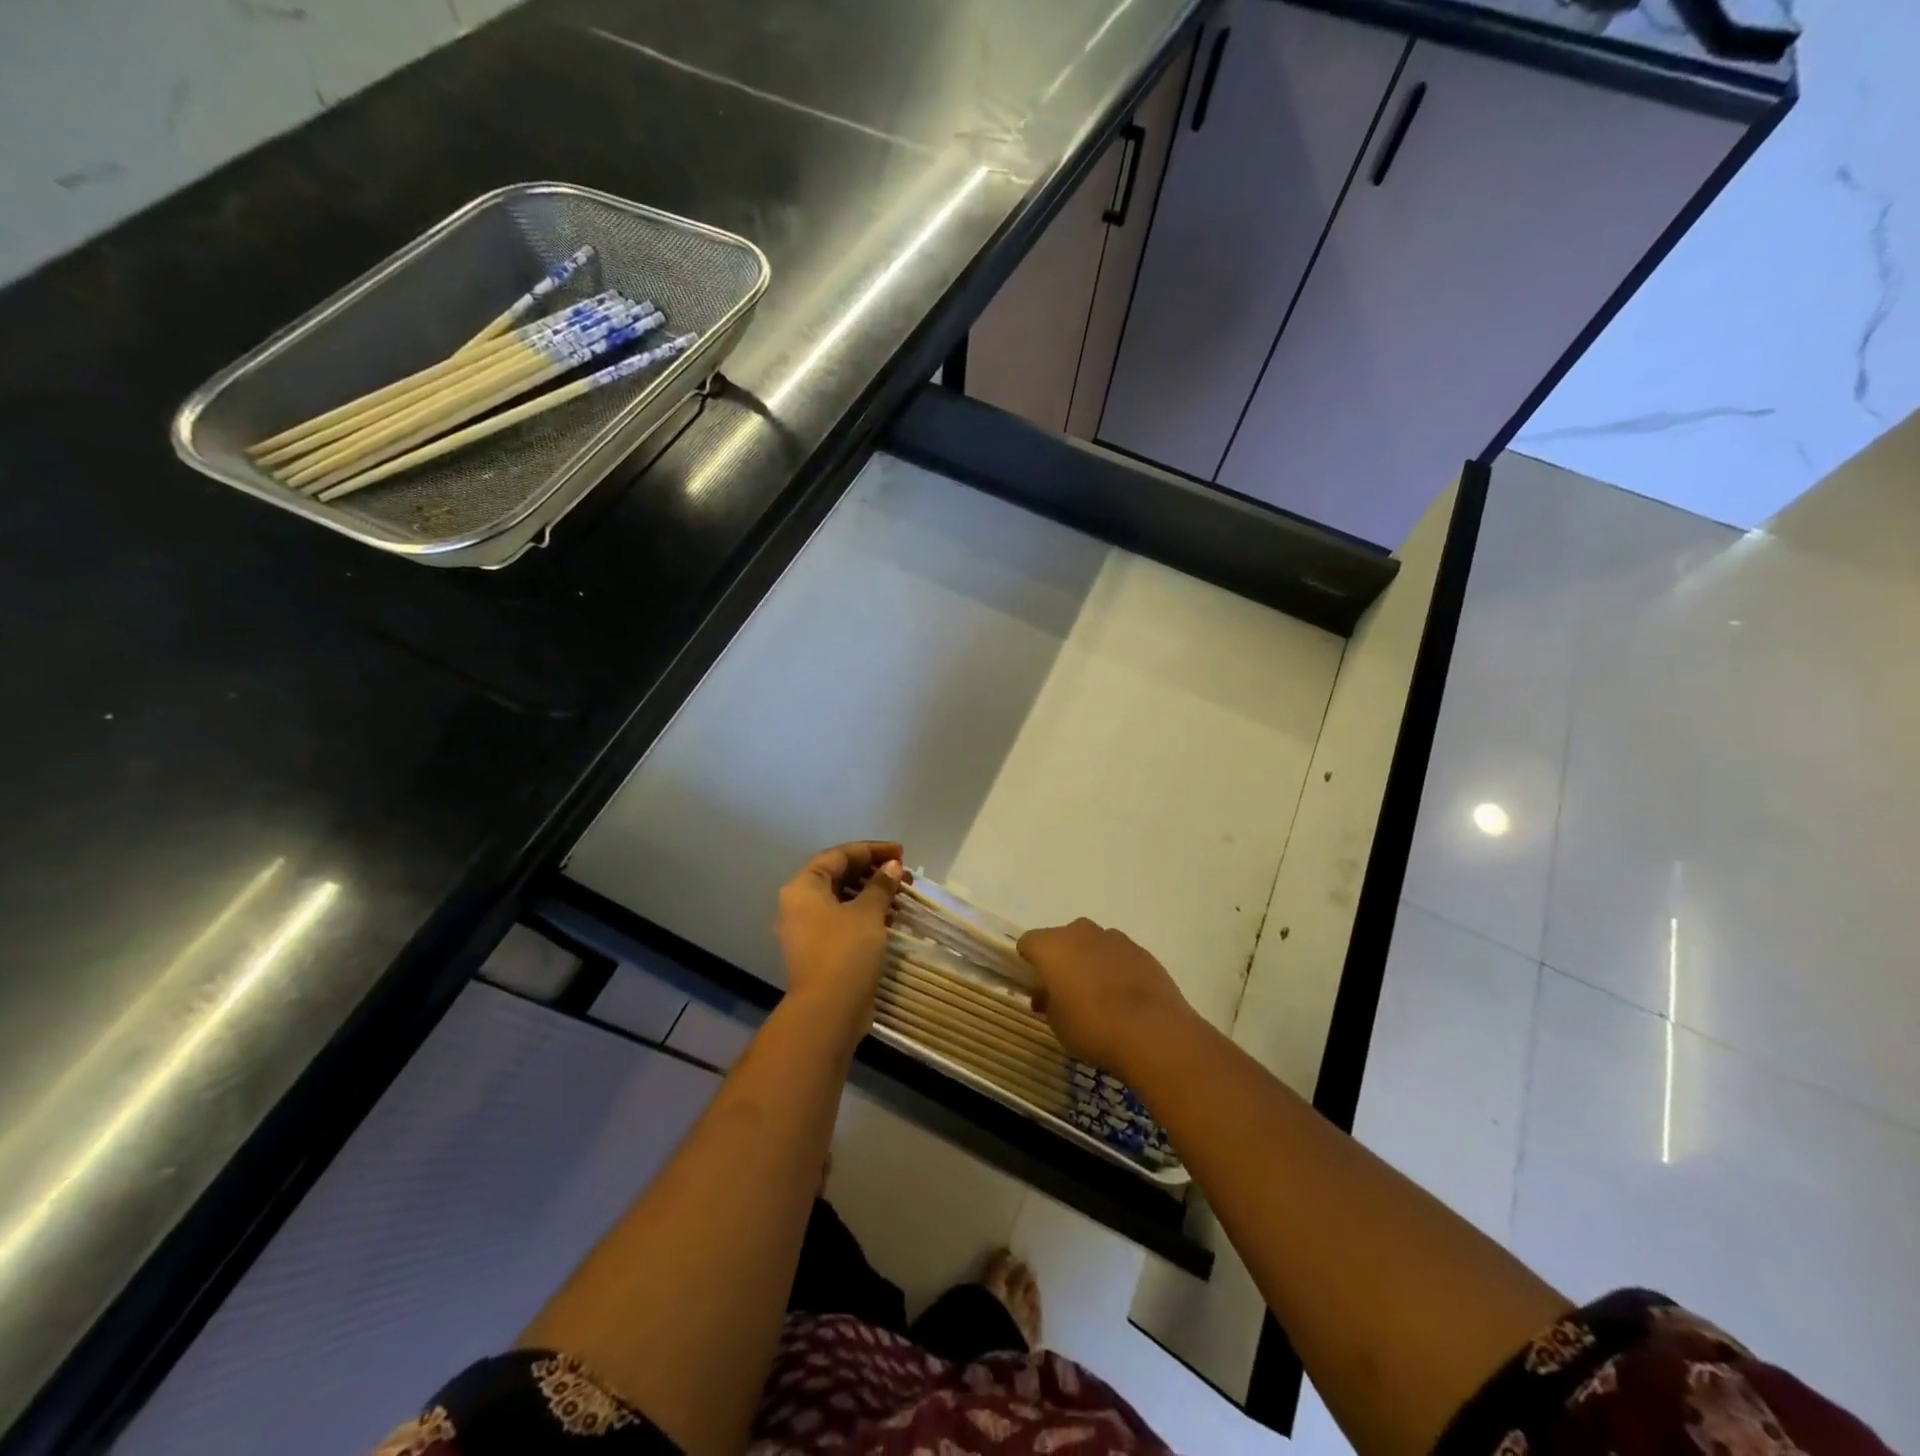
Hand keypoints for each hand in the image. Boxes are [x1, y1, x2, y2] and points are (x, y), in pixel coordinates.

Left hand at [776, 841, 906, 1016]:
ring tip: (902, 894)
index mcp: (804, 886)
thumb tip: (892, 867)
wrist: (828, 1010)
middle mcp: (800, 904)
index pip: (839, 855)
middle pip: (839, 876)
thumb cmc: (845, 951)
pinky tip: (891, 917)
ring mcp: (808, 929)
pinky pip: (844, 921)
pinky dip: (866, 915)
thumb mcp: (867, 912)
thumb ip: (880, 885)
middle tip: (904, 875)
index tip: (901, 853)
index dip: (872, 850)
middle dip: (873, 872)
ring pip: (843, 900)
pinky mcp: (820, 950)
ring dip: (872, 894)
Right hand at [1017, 918, 1194, 1075]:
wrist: (1151, 1031)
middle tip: (1067, 992)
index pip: (1028, 943)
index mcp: (1051, 946)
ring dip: (1090, 962)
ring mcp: (1113, 938)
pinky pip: (1118, 955)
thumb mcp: (1057, 1024)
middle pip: (1062, 939)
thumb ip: (1048, 1002)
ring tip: (1100, 997)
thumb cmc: (1092, 1026)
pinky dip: (1116, 969)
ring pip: (1092, 944)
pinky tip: (1125, 998)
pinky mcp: (1140, 950)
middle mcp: (1080, 932)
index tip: (1037, 987)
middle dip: (1062, 960)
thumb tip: (1047, 995)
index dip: (1030, 963)